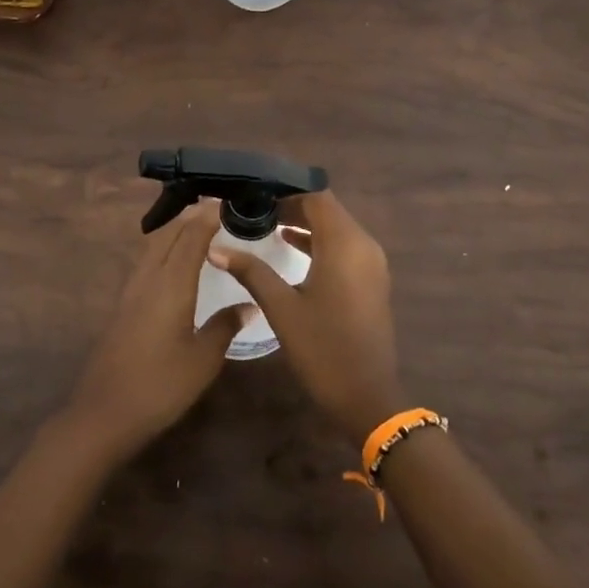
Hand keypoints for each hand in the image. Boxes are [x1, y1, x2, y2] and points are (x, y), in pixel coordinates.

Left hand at [67, 200, 253, 457]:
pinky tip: (174, 264)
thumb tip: (249, 305)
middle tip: (214, 210)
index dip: (207, 216)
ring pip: (152, 246)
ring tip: (197, 229)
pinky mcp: (122, 306)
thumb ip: (224, 326)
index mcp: (171, 284)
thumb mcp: (203, 360)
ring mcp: (130, 291)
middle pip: (167, 234)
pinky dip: (163, 249)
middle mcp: (148, 278)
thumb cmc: (160, 385)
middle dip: (189, 217)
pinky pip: (145, 262)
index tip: (225, 201)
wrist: (104, 412)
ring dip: (173, 231)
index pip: (190, 237)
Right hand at [210, 191, 403, 443]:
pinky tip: (291, 247)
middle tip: (255, 208)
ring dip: (306, 224)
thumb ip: (251, 271)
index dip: (286, 191)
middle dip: (293, 206)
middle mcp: (364, 245)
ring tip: (267, 224)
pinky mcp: (371, 280)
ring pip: (336, 228)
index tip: (255, 193)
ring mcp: (372, 264)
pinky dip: (319, 242)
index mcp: (345, 244)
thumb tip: (216, 248)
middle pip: (328, 210)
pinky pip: (344, 247)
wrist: (367, 396)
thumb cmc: (323, 348)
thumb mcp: (281, 307)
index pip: (317, 197)